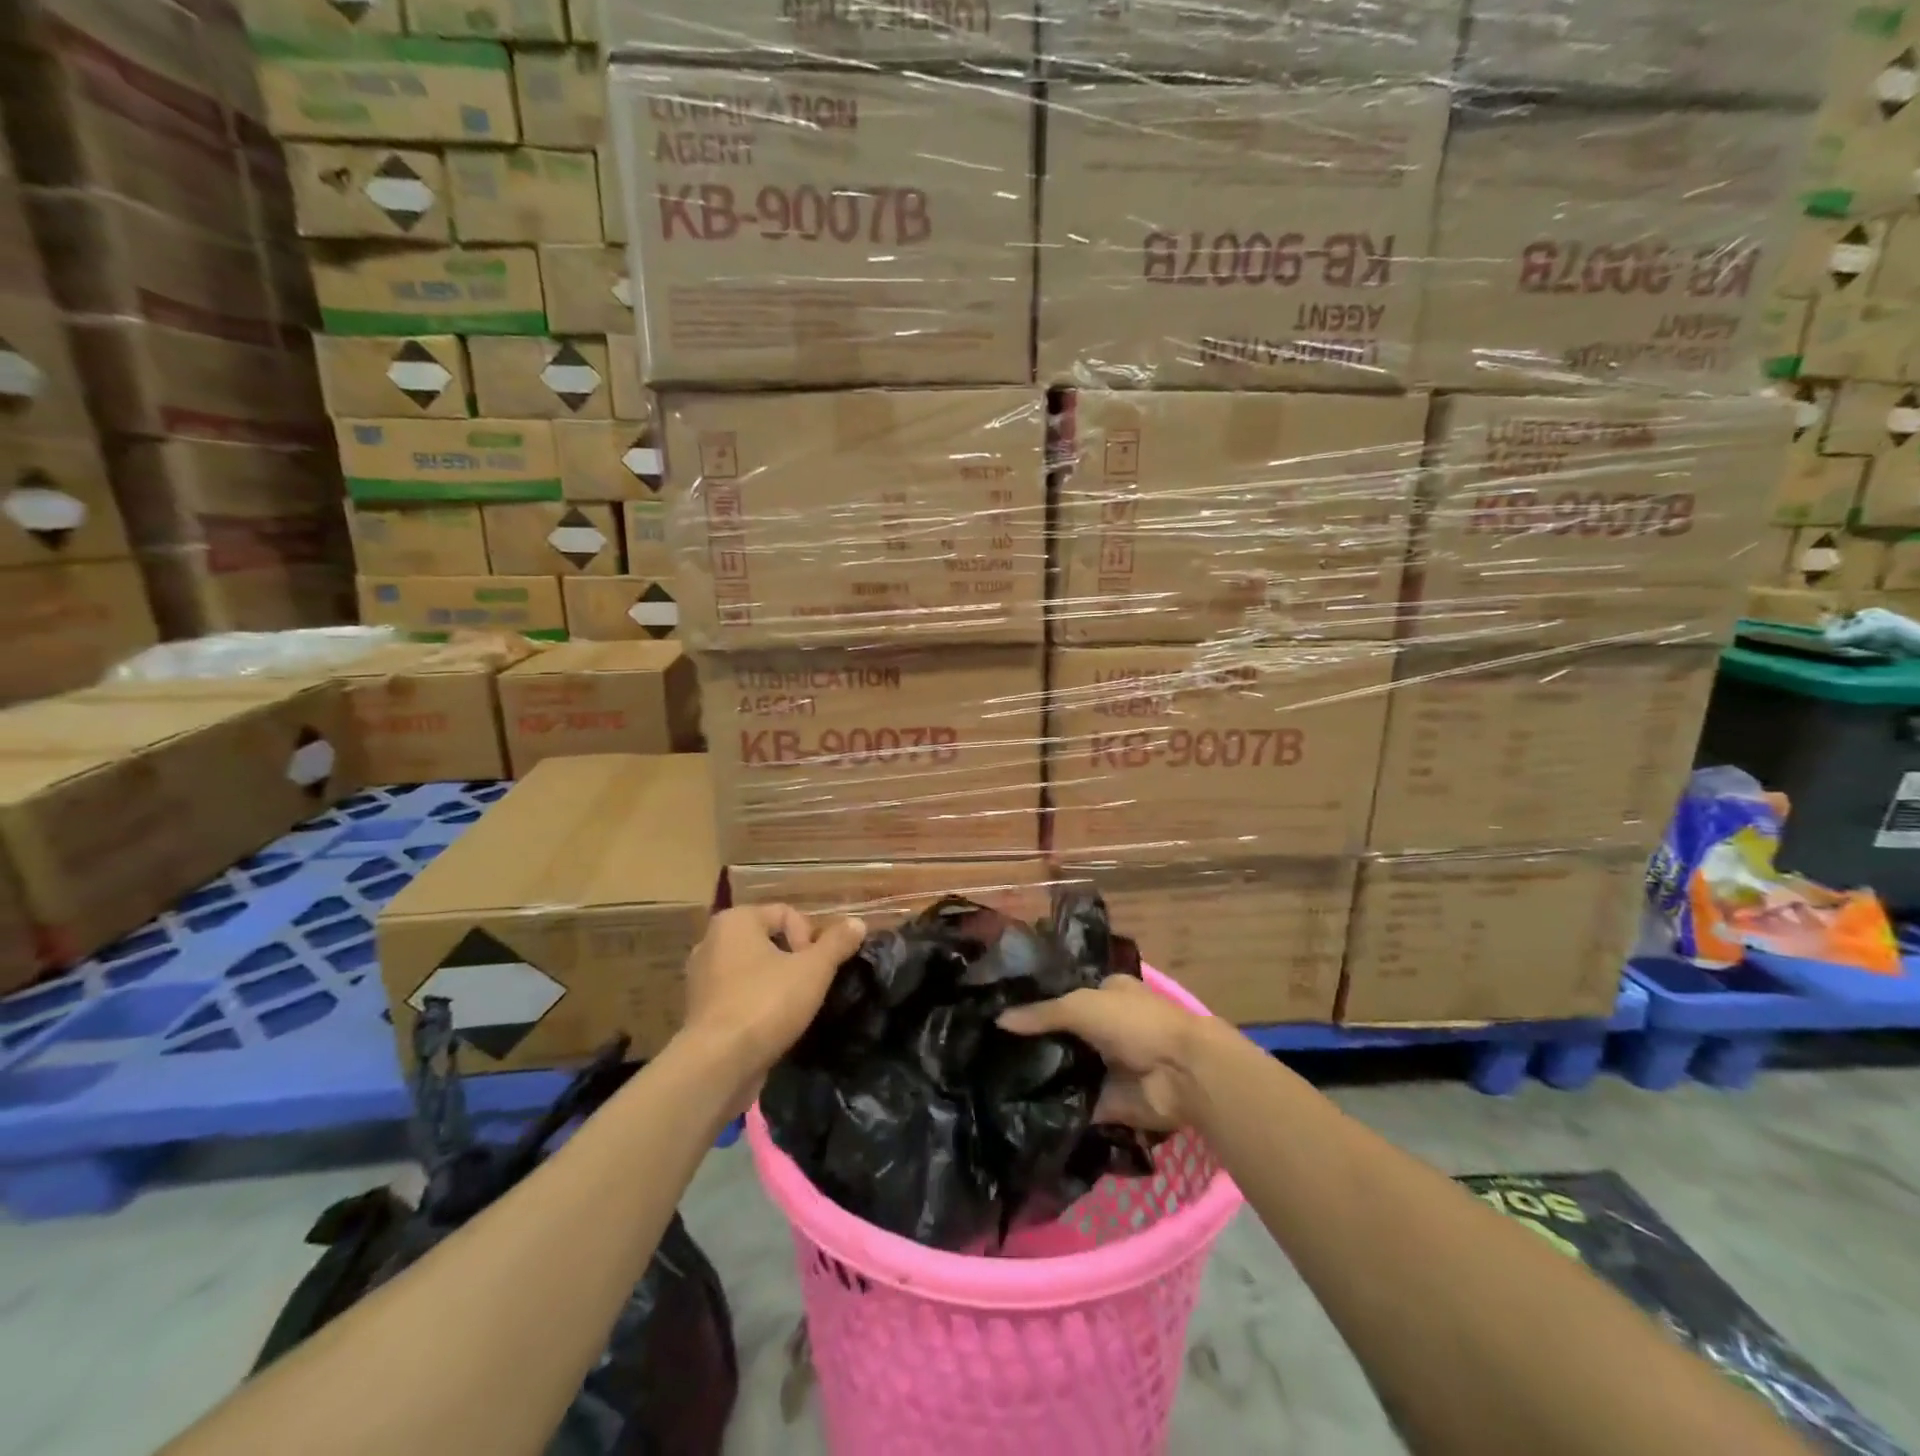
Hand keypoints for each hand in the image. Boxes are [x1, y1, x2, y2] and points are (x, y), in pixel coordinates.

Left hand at [681, 905, 866, 1079]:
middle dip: (794, 960)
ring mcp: (701, 978)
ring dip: (777, 983)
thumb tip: (858, 923)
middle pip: (769, 940)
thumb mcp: (813, 970)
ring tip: (794, 1007)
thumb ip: (837, 943)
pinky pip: (738, 995)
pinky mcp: (700, 1012)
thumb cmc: (766, 1003)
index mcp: (735, 921)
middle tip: (810, 986)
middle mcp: (711, 941)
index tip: (816, 968)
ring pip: (753, 970)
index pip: (786, 913)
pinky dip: (757, 1003)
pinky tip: (772, 1024)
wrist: (717, 1065)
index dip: (810, 937)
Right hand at [997, 977, 1207, 1132]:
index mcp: (1107, 994)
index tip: (999, 1014)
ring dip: (1043, 1077)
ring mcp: (1109, 1067)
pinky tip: (1019, 1110)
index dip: (1037, 1004)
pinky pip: (1076, 1105)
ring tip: (995, 1082)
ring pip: (1068, 1070)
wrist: (1181, 1074)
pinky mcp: (1110, 1103)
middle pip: (1064, 1035)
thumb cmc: (1134, 1024)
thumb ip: (1041, 1014)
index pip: (1065, 996)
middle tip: (990, 1053)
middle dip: (1036, 1044)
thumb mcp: (1081, 1006)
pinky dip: (1055, 1109)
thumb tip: (998, 1020)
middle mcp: (1108, 1028)